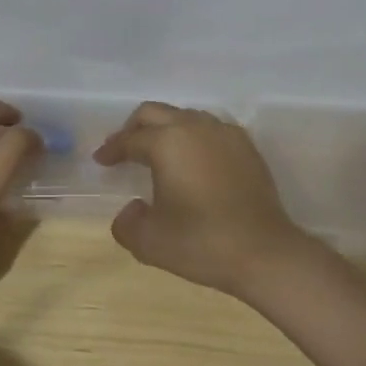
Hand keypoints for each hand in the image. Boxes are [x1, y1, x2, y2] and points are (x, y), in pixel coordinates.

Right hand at [93, 102, 318, 295]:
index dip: (111, 150)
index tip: (101, 161)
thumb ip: (126, 223)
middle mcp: (195, 127)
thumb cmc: (201, 243)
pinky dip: (193, 137)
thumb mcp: (149, 241)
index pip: (130, 139)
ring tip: (157, 153)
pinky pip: (210, 129)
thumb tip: (132, 209)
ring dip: (165, 129)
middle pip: (155, 113)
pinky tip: (192, 160)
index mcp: (167, 143)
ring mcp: (224, 134)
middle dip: (133, 128)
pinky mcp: (246, 147)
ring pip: (184, 116)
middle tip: (123, 149)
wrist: (264, 253)